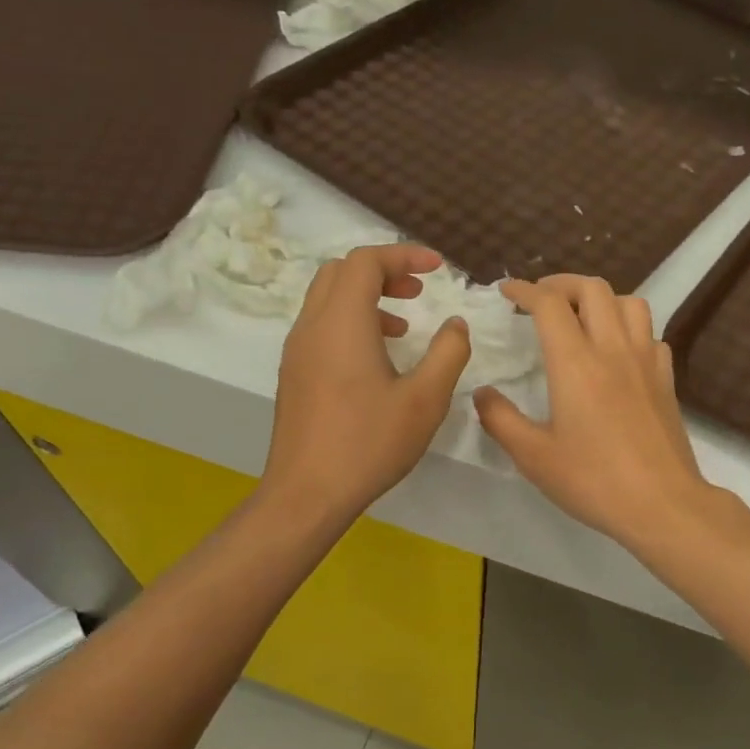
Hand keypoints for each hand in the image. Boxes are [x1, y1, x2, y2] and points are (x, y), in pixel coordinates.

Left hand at [263, 244, 470, 521]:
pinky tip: (378, 358)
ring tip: (404, 325)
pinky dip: (351, 321)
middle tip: (418, 290)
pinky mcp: (294, 373)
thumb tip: (455, 323)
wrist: (307, 494)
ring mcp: (297, 350)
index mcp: (342, 323)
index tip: (438, 268)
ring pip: (327, 298)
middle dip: (383, 270)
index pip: (365, 261)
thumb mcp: (425, 399)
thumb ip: (448, 352)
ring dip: (366, 296)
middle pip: (341, 271)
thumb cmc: (369, 443)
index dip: (403, 254)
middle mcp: (312, 326)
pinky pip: (321, 325)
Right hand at [474, 275, 716, 551]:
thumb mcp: (534, 457)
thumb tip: (482, 393)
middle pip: (593, 288)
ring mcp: (646, 361)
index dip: (524, 289)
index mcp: (576, 363)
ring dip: (601, 299)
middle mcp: (613, 349)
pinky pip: (650, 334)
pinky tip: (618, 352)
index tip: (506, 291)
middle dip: (562, 284)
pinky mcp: (666, 378)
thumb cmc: (594, 480)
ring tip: (582, 318)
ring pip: (630, 302)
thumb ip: (501, 419)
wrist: (663, 504)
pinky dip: (630, 329)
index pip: (549, 303)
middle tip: (541, 300)